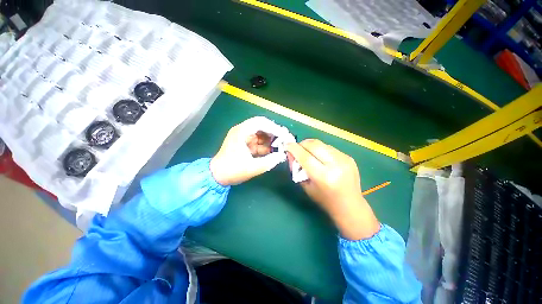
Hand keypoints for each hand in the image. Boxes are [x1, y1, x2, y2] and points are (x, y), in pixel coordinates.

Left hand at [210, 117, 285, 185]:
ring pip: (262, 134)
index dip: (274, 128)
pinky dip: (267, 146)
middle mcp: (242, 131)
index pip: (260, 123)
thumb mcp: (252, 168)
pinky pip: (259, 142)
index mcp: (241, 132)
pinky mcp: (246, 144)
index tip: (284, 135)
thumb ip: (269, 162)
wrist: (217, 177)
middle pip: (262, 126)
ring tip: (282, 145)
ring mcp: (244, 138)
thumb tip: (282, 156)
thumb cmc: (232, 171)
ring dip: (271, 139)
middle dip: (274, 133)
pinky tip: (274, 151)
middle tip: (285, 139)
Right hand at [286, 139, 379, 239]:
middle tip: (297, 148)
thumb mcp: (306, 186)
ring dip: (311, 146)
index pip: (305, 156)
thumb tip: (290, 153)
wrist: (350, 206)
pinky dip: (321, 150)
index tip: (286, 145)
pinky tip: (321, 158)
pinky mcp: (349, 157)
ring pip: (322, 144)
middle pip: (315, 145)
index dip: (294, 148)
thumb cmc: (324, 200)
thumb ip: (296, 169)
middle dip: (302, 144)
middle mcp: (336, 165)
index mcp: (324, 177)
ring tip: (308, 153)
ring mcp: (345, 159)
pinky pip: (330, 148)